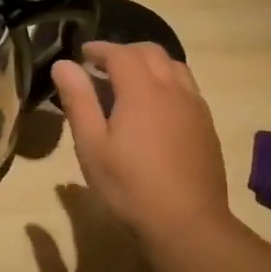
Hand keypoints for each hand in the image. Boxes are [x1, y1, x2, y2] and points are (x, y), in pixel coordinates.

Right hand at [51, 41, 233, 243]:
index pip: (120, 53)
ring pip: (174, 66)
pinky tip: (155, 107)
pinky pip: (187, 87)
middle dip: (124, 52)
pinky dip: (167, 81)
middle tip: (102, 66)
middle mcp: (173, 90)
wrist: (187, 223)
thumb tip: (64, 64)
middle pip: (151, 52)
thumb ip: (78, 100)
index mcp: (142, 91)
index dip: (99, 49)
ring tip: (129, 82)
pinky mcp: (206, 125)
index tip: (82, 54)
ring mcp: (195, 107)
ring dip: (149, 64)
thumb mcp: (92, 145)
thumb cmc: (130, 185)